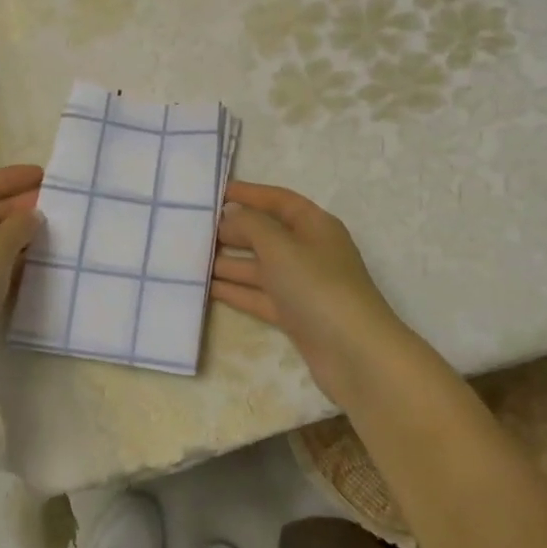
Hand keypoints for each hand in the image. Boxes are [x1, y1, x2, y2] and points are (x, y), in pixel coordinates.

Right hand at [212, 181, 415, 407]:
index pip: (279, 200)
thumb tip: (231, 215)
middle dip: (234, 230)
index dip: (249, 194)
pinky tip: (207, 288)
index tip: (215, 193)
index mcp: (315, 226)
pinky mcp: (295, 316)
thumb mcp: (280, 247)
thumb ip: (251, 225)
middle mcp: (309, 252)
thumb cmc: (318, 287)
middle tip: (195, 229)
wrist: (355, 354)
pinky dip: (236, 291)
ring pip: (260, 267)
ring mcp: (302, 286)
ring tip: (191, 258)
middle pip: (267, 233)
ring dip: (229, 262)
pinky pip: (259, 296)